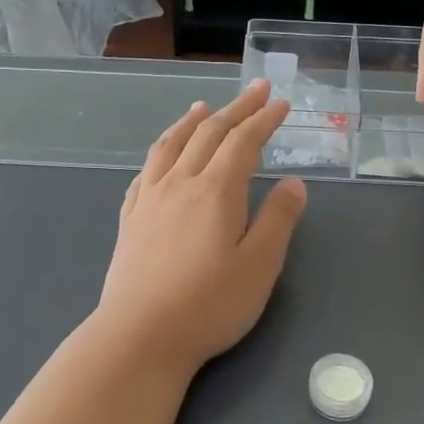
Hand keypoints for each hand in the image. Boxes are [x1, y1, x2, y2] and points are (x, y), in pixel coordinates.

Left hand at [95, 80, 307, 372]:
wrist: (139, 335)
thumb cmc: (208, 305)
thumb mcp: (259, 267)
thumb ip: (277, 220)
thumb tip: (294, 183)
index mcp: (216, 191)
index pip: (244, 142)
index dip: (264, 119)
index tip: (281, 103)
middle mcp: (180, 184)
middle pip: (209, 134)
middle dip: (236, 108)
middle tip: (256, 89)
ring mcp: (149, 200)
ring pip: (170, 145)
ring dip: (191, 121)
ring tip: (203, 107)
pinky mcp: (130, 220)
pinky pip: (145, 171)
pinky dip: (160, 152)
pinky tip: (162, 156)